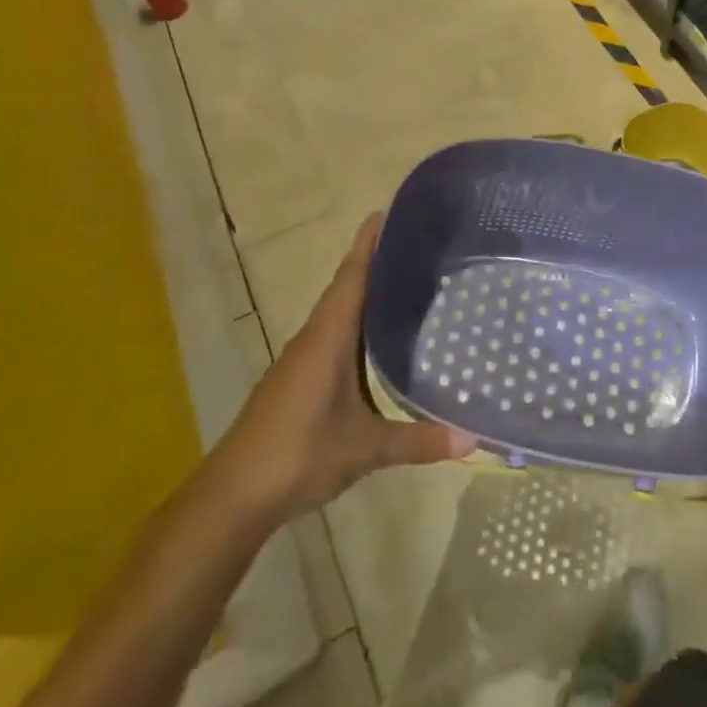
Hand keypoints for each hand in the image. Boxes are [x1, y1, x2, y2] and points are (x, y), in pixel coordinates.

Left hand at [209, 213, 474, 525]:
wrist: (233, 495)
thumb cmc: (299, 454)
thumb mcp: (365, 449)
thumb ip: (418, 441)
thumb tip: (473, 440)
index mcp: (328, 337)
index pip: (352, 275)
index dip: (369, 242)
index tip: (389, 211)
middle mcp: (314, 337)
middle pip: (347, 285)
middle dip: (376, 260)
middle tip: (417, 241)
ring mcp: (302, 358)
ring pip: (338, 311)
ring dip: (366, 291)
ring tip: (407, 279)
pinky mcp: (297, 378)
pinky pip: (332, 334)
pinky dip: (356, 321)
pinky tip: (378, 336)